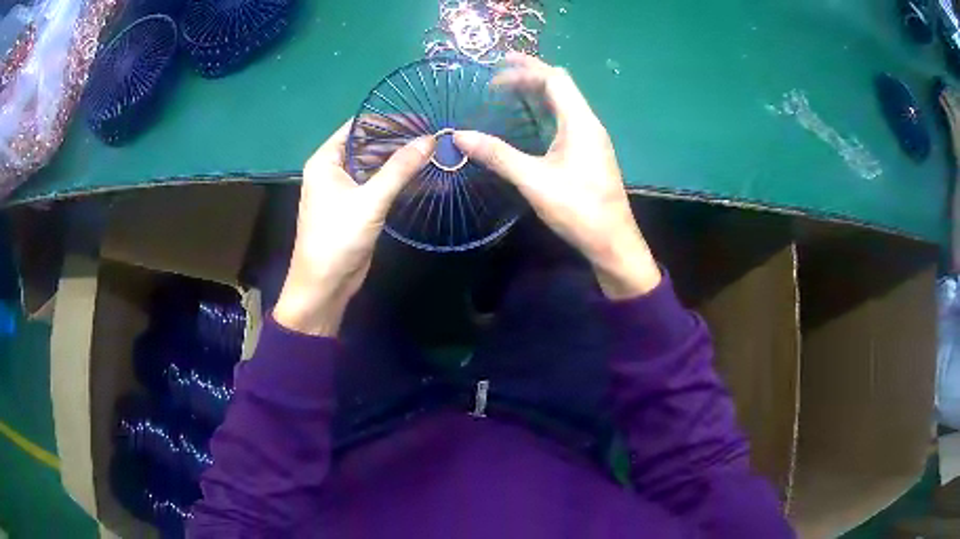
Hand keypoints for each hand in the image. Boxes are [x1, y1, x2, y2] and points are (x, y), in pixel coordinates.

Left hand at [274, 121, 434, 335]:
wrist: (325, 285)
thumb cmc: (338, 237)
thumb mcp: (370, 200)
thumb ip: (399, 168)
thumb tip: (430, 140)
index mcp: (326, 160)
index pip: (359, 127)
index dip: (389, 120)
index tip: (420, 121)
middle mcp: (334, 169)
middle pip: (369, 145)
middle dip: (399, 141)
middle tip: (433, 139)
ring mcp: (345, 189)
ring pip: (376, 165)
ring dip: (401, 162)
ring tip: (433, 155)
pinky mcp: (356, 207)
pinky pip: (378, 185)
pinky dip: (398, 181)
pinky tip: (423, 178)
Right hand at [453, 53, 660, 298]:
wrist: (612, 242)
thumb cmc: (578, 209)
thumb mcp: (534, 181)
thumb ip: (498, 155)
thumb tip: (459, 136)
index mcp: (580, 122)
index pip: (555, 79)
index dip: (525, 70)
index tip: (494, 73)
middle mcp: (588, 123)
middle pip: (561, 85)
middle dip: (530, 74)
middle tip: (497, 75)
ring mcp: (590, 138)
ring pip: (563, 102)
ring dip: (537, 92)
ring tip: (507, 91)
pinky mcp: (588, 152)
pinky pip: (565, 119)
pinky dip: (544, 111)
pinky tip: (528, 121)